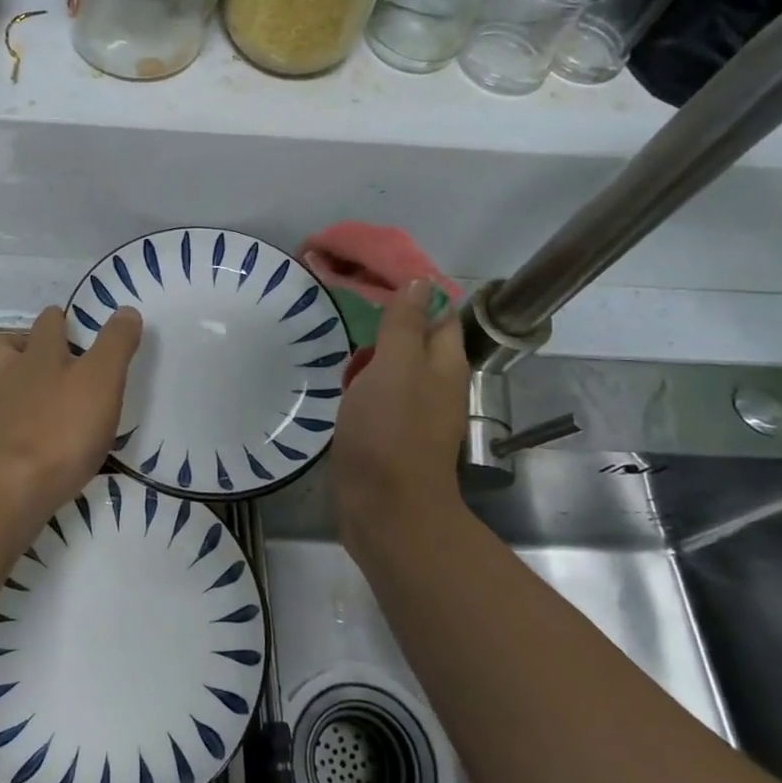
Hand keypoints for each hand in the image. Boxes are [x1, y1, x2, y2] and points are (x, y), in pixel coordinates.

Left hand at [0, 305, 142, 519]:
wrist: (20, 484)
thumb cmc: (65, 424)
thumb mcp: (103, 378)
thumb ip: (115, 343)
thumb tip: (127, 311)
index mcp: (38, 354)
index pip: (46, 323)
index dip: (58, 319)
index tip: (72, 323)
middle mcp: (11, 375)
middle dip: (16, 344)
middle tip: (42, 355)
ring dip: (5, 378)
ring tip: (32, 387)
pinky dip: (10, 416)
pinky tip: (30, 426)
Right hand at [332, 281, 467, 557]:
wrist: (385, 509)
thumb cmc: (390, 431)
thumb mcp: (396, 366)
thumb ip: (405, 324)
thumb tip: (419, 283)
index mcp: (445, 363)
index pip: (437, 310)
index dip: (412, 288)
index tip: (371, 273)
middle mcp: (435, 383)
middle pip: (415, 337)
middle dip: (385, 319)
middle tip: (344, 303)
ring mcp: (412, 410)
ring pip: (393, 366)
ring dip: (369, 350)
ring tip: (335, 338)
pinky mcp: (389, 432)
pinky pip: (377, 393)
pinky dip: (360, 380)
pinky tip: (338, 380)